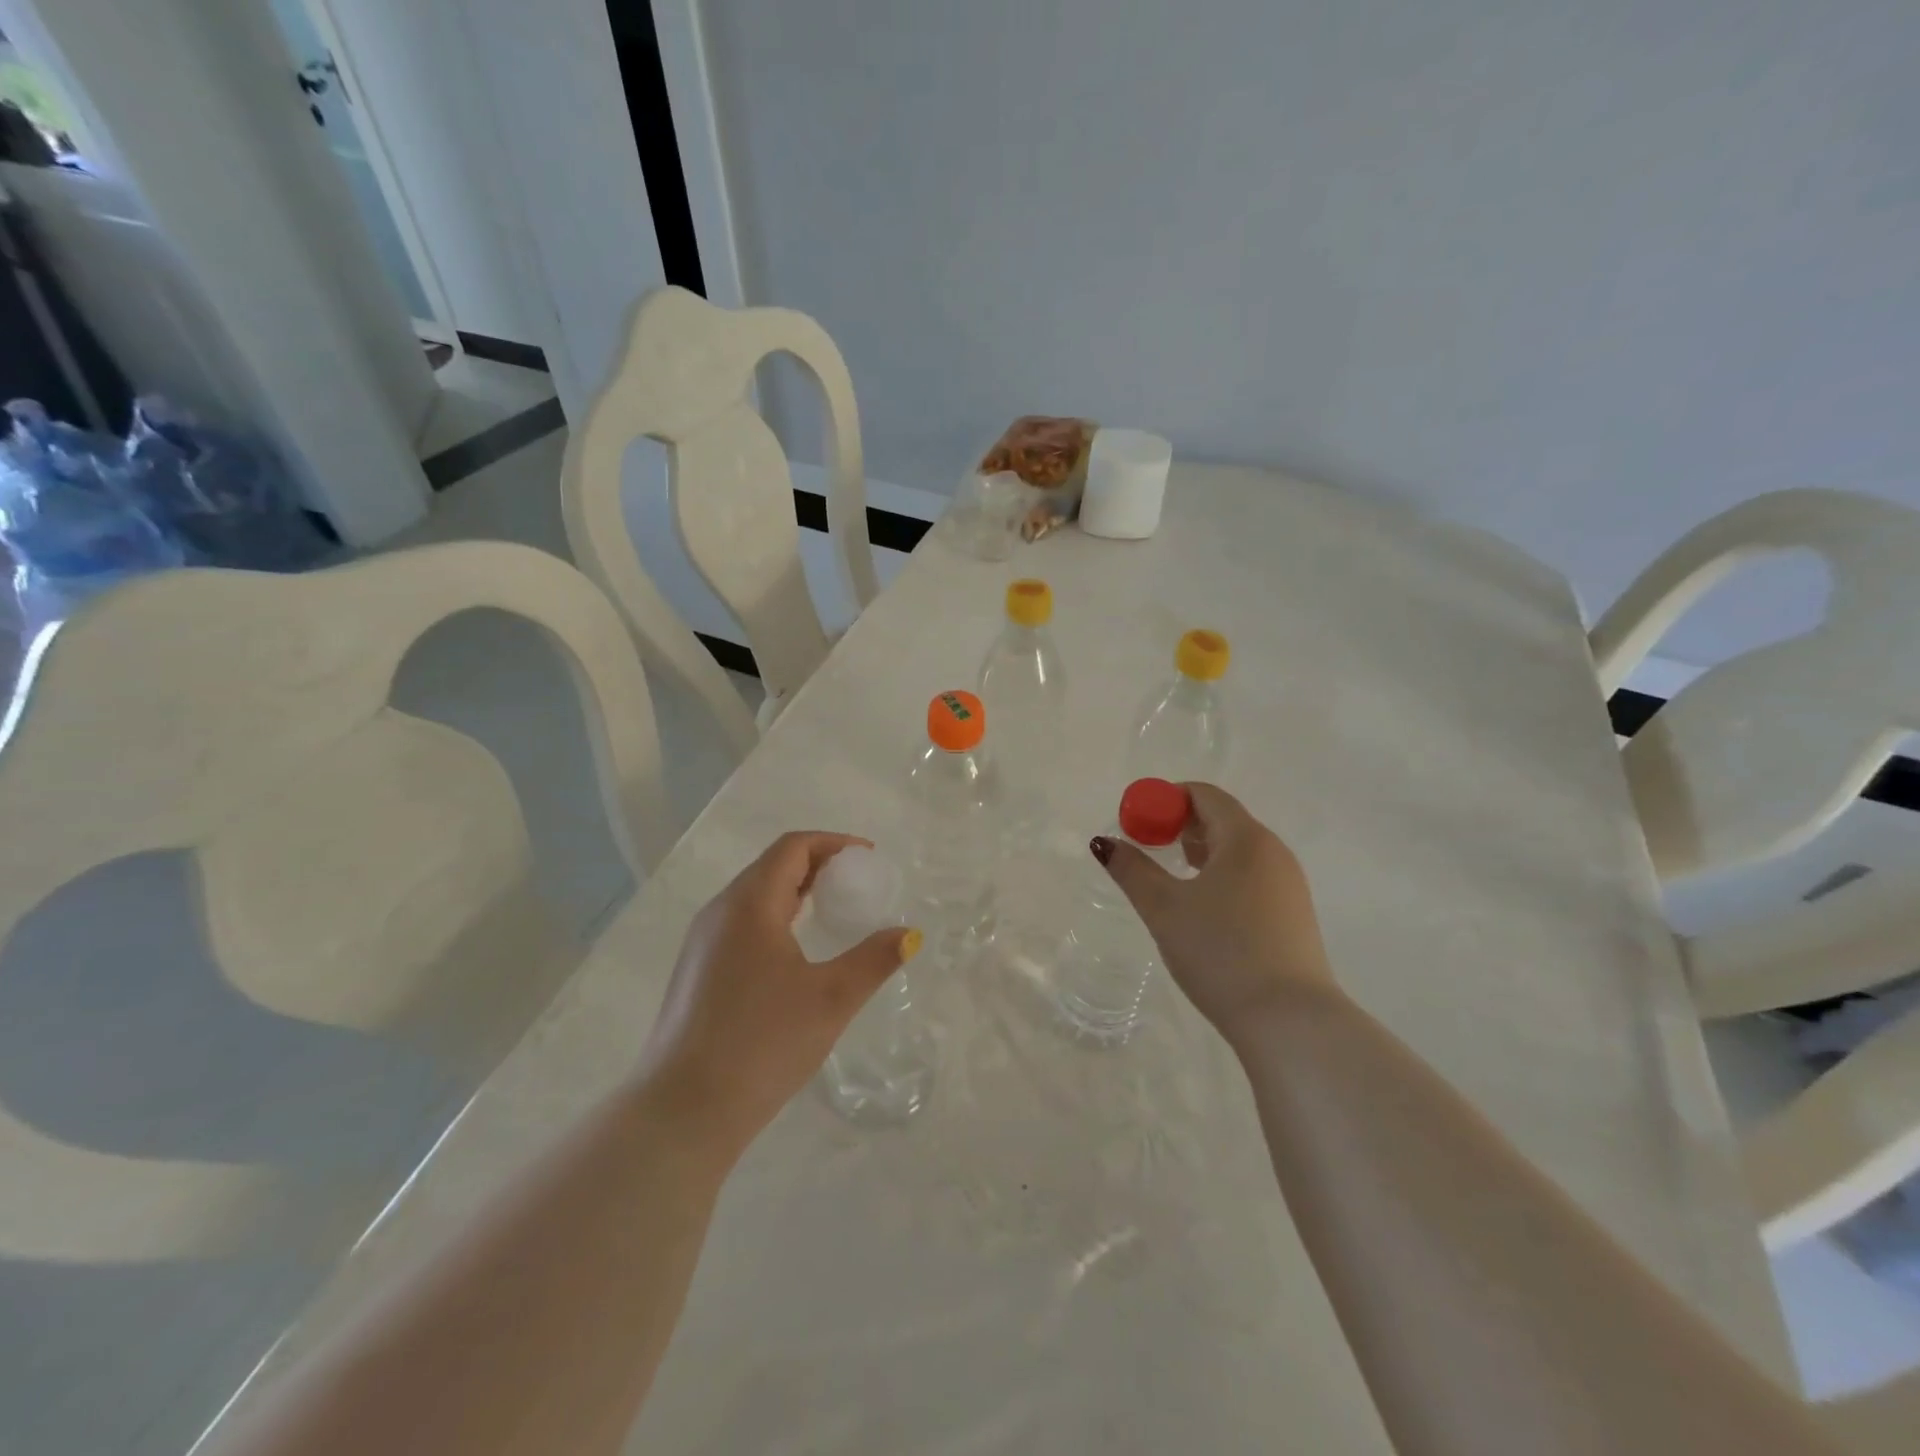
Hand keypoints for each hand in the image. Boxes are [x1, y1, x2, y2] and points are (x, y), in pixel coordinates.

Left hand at [638, 833, 920, 1157]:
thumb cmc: (762, 1043)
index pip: (792, 848)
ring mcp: (702, 942)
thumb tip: (909, 934)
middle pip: (772, 866)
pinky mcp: (696, 970)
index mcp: (750, 904)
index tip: (868, 859)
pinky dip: (775, 916)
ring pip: (754, 895)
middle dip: (817, 865)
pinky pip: (741, 922)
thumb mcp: (831, 999)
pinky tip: (794, 951)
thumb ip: (874, 959)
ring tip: (831, 912)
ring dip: (795, 891)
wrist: (683, 1112)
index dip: (833, 843)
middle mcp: (720, 912)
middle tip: (856, 884)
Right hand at [1093, 783, 1337, 1047]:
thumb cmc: (1220, 951)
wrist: (1288, 1020)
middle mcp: (1273, 852)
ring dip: (1200, 851)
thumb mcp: (1164, 908)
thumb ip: (1131, 869)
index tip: (1137, 822)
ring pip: (1238, 850)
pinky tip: (1203, 908)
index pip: (1204, 795)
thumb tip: (1103, 843)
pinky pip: (1251, 876)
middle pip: (1222, 819)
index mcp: (1245, 838)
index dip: (1165, 799)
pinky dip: (1221, 875)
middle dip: (1180, 825)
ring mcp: (1289, 884)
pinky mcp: (1293, 914)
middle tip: (1148, 847)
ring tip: (1170, 876)